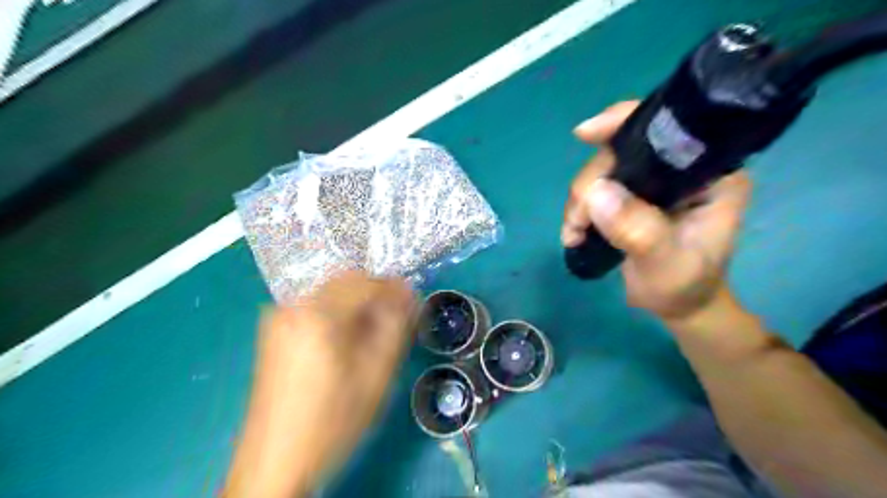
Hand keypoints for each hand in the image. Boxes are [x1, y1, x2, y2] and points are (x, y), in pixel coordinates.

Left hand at [223, 272, 413, 496]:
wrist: (276, 460)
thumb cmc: (333, 420)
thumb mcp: (376, 374)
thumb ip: (395, 326)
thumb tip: (407, 294)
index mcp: (318, 315)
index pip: (365, 282)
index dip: (394, 288)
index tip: (413, 300)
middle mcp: (293, 306)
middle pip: (345, 281)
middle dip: (375, 293)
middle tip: (395, 318)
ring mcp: (279, 317)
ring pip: (331, 292)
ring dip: (357, 303)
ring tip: (373, 331)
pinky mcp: (274, 331)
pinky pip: (315, 306)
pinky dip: (338, 312)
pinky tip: (347, 338)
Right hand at [561, 102, 746, 318]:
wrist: (679, 306)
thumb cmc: (685, 287)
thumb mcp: (667, 264)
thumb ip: (638, 230)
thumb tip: (595, 193)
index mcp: (710, 174)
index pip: (669, 130)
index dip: (625, 122)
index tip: (584, 133)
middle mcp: (680, 169)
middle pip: (621, 152)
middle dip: (590, 185)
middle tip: (578, 224)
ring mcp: (652, 182)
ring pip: (602, 172)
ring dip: (579, 202)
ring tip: (574, 234)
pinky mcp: (632, 196)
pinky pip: (596, 189)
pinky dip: (579, 209)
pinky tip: (574, 233)